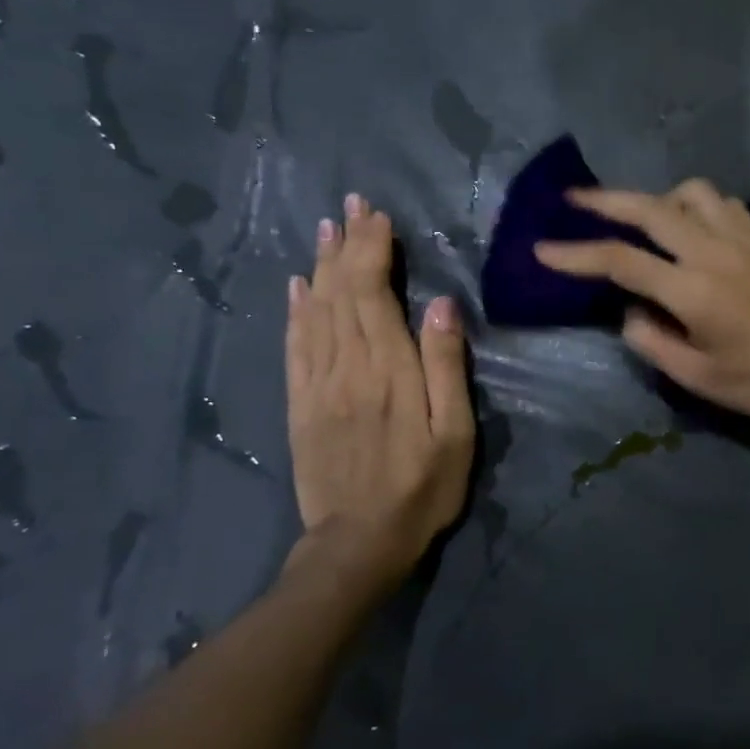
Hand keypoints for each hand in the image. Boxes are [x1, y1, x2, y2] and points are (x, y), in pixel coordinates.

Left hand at [284, 193, 474, 597]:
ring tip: (326, 228)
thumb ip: (446, 367)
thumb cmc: (422, 487)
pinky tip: (297, 285)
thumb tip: (442, 306)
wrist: (358, 542)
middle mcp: (347, 366)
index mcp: (389, 370)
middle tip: (353, 205)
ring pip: (315, 310)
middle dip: (349, 245)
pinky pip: (294, 345)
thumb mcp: (454, 433)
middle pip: (341, 292)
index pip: (374, 293)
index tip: (379, 217)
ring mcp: (317, 384)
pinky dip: (295, 310)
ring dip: (321, 265)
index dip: (374, 251)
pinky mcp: (300, 403)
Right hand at [534, 179, 749, 436]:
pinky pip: (722, 204)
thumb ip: (649, 339)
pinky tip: (690, 227)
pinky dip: (695, 205)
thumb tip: (629, 308)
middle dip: (605, 201)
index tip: (543, 250)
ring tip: (641, 220)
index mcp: (694, 291)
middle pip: (651, 208)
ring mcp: (744, 241)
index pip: (621, 262)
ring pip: (691, 193)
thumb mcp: (694, 377)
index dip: (577, 255)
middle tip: (573, 200)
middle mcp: (716, 253)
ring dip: (657, 199)